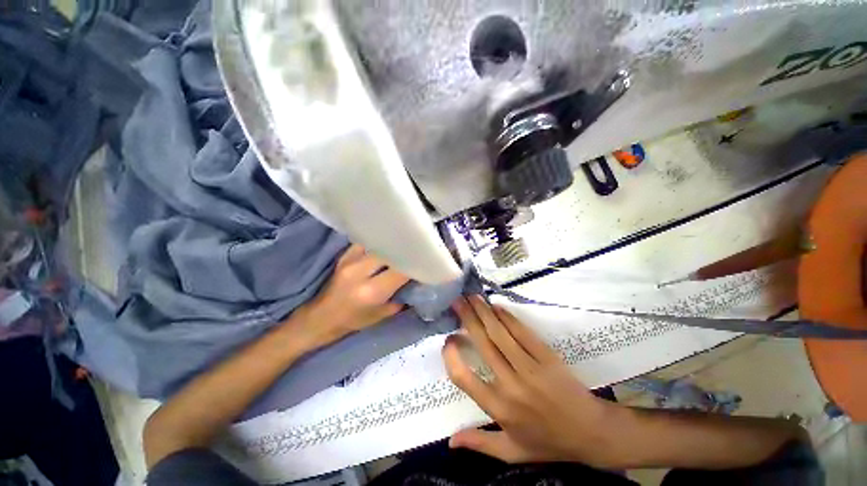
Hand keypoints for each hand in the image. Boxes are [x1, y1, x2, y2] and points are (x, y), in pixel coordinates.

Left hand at [295, 244, 408, 344]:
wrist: (321, 318)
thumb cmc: (353, 321)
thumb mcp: (382, 315)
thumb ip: (401, 297)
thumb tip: (417, 280)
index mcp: (372, 291)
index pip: (401, 270)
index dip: (416, 264)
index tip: (426, 260)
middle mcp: (360, 272)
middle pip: (391, 252)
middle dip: (406, 250)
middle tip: (417, 248)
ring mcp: (350, 261)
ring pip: (379, 244)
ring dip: (392, 244)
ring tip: (404, 242)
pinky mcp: (344, 256)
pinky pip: (366, 242)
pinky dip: (379, 242)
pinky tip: (386, 242)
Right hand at [443, 296, 629, 465]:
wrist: (592, 433)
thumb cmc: (548, 443)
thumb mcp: (512, 452)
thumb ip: (480, 444)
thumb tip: (450, 441)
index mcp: (500, 409)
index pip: (465, 379)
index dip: (452, 357)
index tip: (448, 340)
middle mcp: (511, 386)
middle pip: (483, 345)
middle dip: (467, 319)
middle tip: (457, 301)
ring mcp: (531, 368)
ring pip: (500, 334)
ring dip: (484, 312)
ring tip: (472, 297)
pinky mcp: (547, 357)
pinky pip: (522, 332)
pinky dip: (507, 317)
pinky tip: (496, 307)